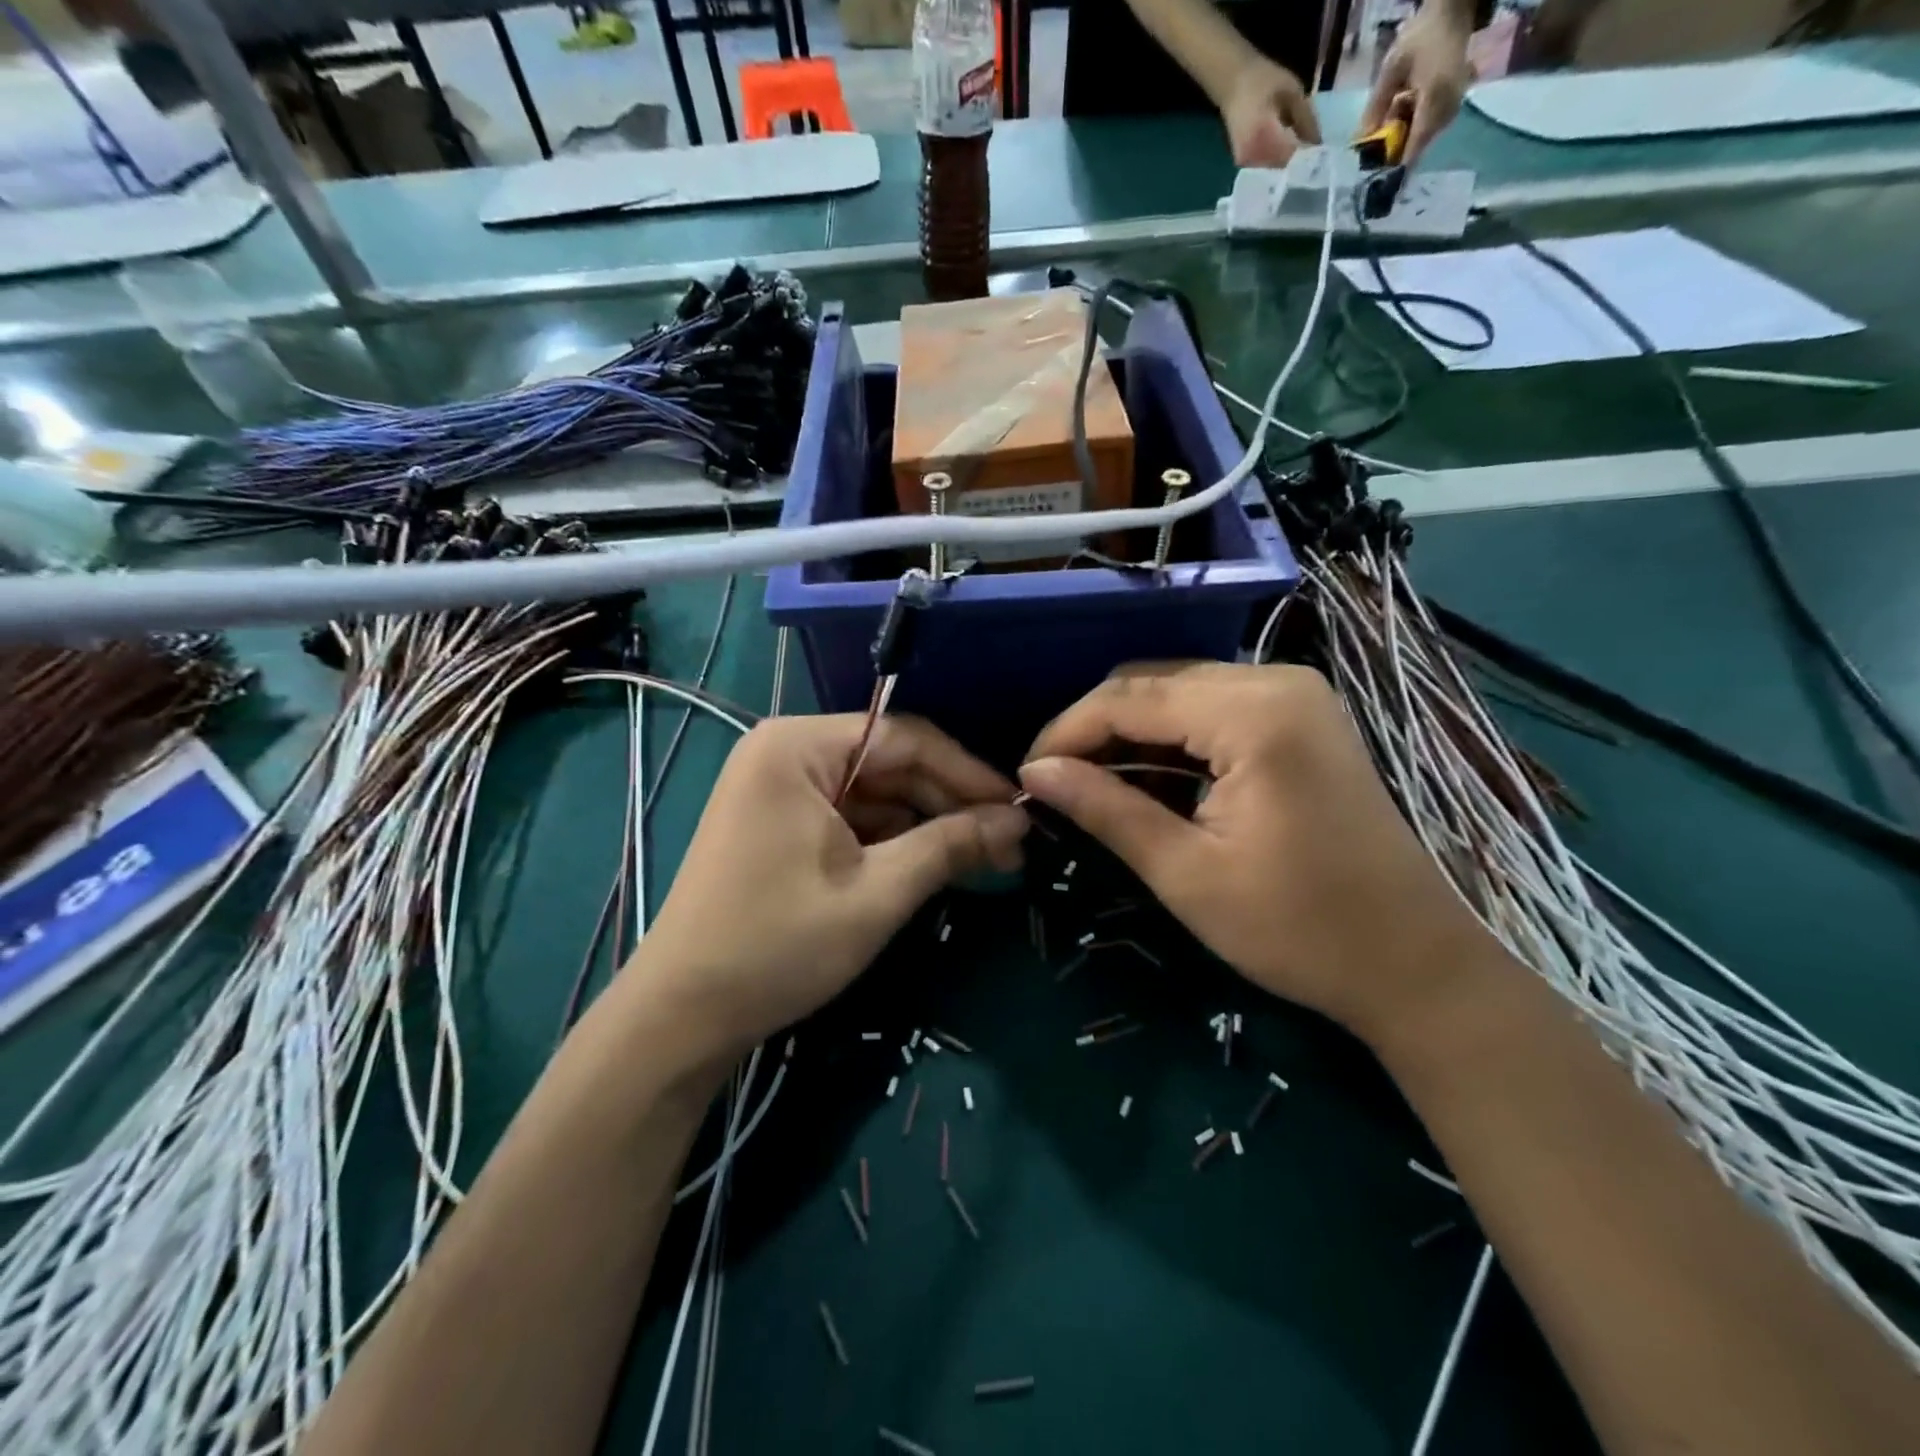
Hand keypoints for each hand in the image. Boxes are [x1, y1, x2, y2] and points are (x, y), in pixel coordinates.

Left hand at [636, 714, 1026, 1057]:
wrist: (682, 1015)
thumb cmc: (777, 945)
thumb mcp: (877, 894)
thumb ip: (950, 846)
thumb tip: (1018, 821)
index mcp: (798, 747)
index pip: (905, 738)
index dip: (968, 773)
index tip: (1019, 808)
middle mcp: (785, 752)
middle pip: (890, 762)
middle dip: (949, 802)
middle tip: (1009, 843)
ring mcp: (779, 788)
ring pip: (874, 792)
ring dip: (926, 823)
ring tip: (984, 858)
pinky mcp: (780, 823)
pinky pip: (850, 816)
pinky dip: (892, 839)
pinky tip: (933, 863)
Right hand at [1019, 662, 1498, 1045]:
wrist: (1414, 964)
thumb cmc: (1299, 929)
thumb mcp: (1186, 873)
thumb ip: (1106, 809)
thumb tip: (1035, 772)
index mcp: (1254, 713)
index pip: (1129, 698)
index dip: (1067, 732)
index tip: (1026, 774)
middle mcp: (1276, 681)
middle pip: (1152, 683)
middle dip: (1095, 729)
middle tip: (1055, 783)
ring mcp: (1295, 695)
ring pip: (1178, 691)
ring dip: (1129, 734)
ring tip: (1091, 786)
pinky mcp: (1301, 717)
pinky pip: (1212, 709)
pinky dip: (1171, 740)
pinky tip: (1148, 781)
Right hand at [1220, 55, 1321, 167]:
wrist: (1233, 83)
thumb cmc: (1263, 80)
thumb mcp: (1293, 92)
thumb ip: (1306, 119)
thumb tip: (1318, 144)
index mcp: (1264, 138)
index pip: (1292, 158)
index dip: (1310, 159)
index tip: (1326, 157)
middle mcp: (1253, 157)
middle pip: (1283, 169)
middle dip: (1301, 164)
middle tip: (1319, 159)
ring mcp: (1246, 164)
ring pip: (1275, 171)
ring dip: (1290, 165)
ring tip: (1306, 157)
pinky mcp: (1245, 165)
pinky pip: (1266, 168)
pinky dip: (1279, 163)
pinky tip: (1289, 154)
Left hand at [1360, 3, 1474, 163]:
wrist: (1452, 13)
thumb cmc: (1420, 37)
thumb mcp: (1391, 70)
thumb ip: (1375, 109)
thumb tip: (1359, 145)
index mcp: (1435, 100)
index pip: (1413, 150)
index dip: (1393, 173)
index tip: (1374, 192)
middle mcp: (1448, 110)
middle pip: (1415, 149)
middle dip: (1391, 158)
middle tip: (1367, 163)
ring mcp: (1453, 109)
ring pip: (1419, 141)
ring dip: (1399, 142)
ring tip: (1385, 127)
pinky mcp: (1452, 108)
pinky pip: (1425, 130)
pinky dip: (1408, 130)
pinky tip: (1399, 114)